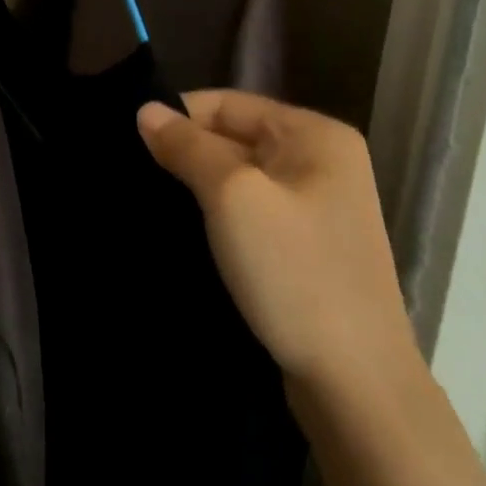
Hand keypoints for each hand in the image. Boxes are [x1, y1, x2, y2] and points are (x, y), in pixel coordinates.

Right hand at [136, 91, 421, 401]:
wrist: (354, 383)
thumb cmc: (294, 273)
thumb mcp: (232, 196)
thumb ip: (187, 145)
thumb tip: (145, 110)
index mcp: (315, 135)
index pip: (226, 102)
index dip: (177, 117)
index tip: (131, 145)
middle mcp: (321, 160)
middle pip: (232, 136)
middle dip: (185, 152)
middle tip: (134, 175)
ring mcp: (316, 205)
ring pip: (236, 175)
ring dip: (196, 185)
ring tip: (151, 200)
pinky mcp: (305, 244)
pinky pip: (248, 209)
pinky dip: (215, 214)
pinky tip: (184, 229)